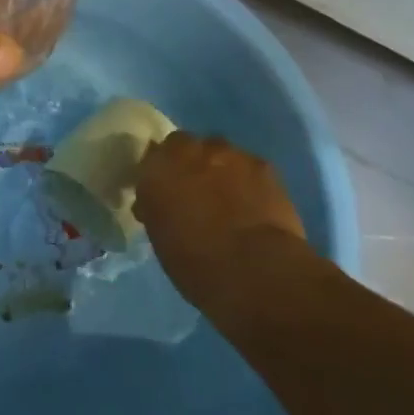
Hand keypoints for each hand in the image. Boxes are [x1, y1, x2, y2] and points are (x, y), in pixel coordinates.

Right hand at [134, 132, 306, 307]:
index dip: (160, 172)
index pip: (152, 157)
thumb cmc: (196, 265)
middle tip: (195, 190)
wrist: (254, 270)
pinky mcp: (262, 164)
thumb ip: (158, 209)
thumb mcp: (160, 238)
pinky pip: (248, 165)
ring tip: (229, 198)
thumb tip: (159, 204)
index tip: (164, 190)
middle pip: (184, 144)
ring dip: (219, 168)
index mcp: (156, 170)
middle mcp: (188, 152)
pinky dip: (248, 180)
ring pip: (219, 152)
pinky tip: (255, 203)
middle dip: (188, 162)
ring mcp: (227, 154)